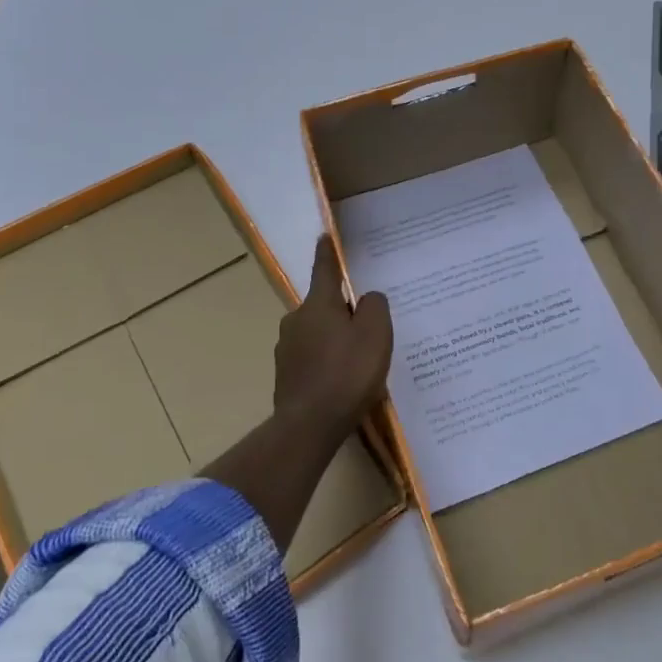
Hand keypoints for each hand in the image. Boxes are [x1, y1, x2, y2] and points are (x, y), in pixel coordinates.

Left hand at [273, 236, 393, 439]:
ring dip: (335, 340)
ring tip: (358, 362)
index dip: (328, 252)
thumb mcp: (376, 334)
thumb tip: (366, 300)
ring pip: (317, 333)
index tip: (324, 236)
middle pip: (324, 306)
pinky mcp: (285, 375)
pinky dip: (327, 363)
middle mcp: (296, 320)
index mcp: (318, 304)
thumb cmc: (347, 373)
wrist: (309, 425)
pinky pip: (312, 359)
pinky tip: (342, 382)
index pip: (324, 269)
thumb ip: (375, 307)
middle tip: (367, 327)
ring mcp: (286, 349)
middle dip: (342, 311)